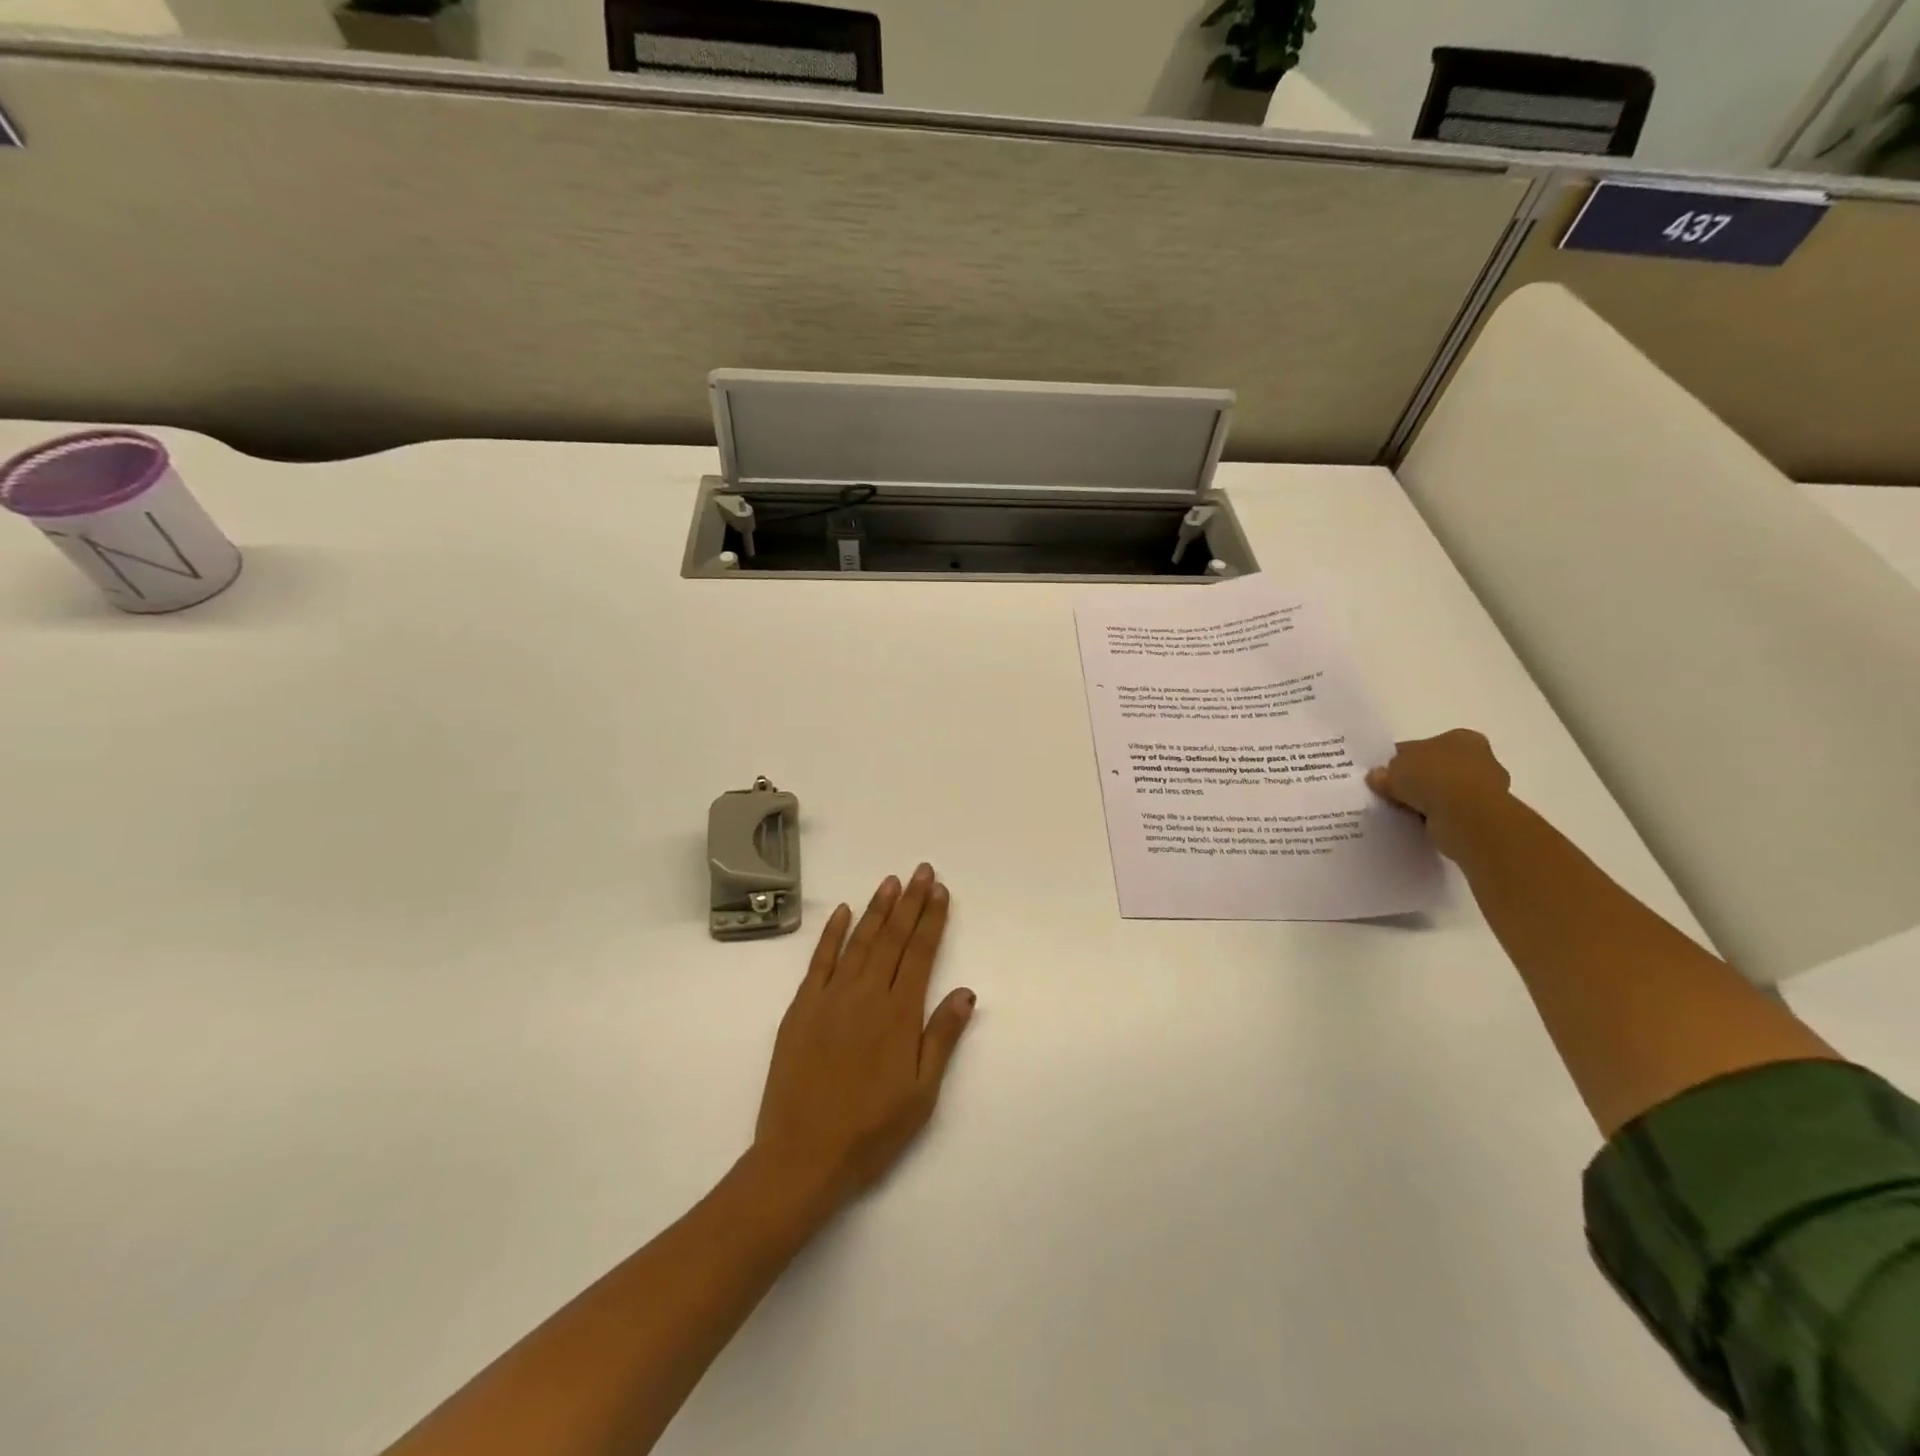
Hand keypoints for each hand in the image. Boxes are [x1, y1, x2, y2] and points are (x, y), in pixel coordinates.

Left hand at [753, 864, 975, 1211]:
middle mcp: (866, 995)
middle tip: (921, 871)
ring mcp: (830, 998)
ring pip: (859, 941)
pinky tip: (844, 912)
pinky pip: (819, 960)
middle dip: (909, 902)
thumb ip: (942, 1037)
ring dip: (876, 909)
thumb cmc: (871, 1131)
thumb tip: (966, 992)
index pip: (920, 953)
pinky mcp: (801, 1008)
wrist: (802, 1156)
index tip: (940, 891)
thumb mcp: (921, 1094)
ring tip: (890, 881)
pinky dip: (833, 933)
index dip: (931, 919)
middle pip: (892, 938)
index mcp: (898, 1014)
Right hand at [1366, 729, 1512, 860]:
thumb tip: (1377, 776)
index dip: (1401, 759)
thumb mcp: (1394, 770)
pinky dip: (1438, 817)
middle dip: (1418, 780)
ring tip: (1404, 811)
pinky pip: (1452, 812)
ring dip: (1428, 800)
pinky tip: (1420, 822)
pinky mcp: (1486, 814)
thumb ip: (1385, 772)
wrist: (1468, 816)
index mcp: (1460, 738)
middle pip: (1437, 768)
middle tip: (1393, 793)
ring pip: (1446, 791)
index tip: (1385, 774)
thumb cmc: (1433, 778)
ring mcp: (1487, 788)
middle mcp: (1480, 758)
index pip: (1423, 745)